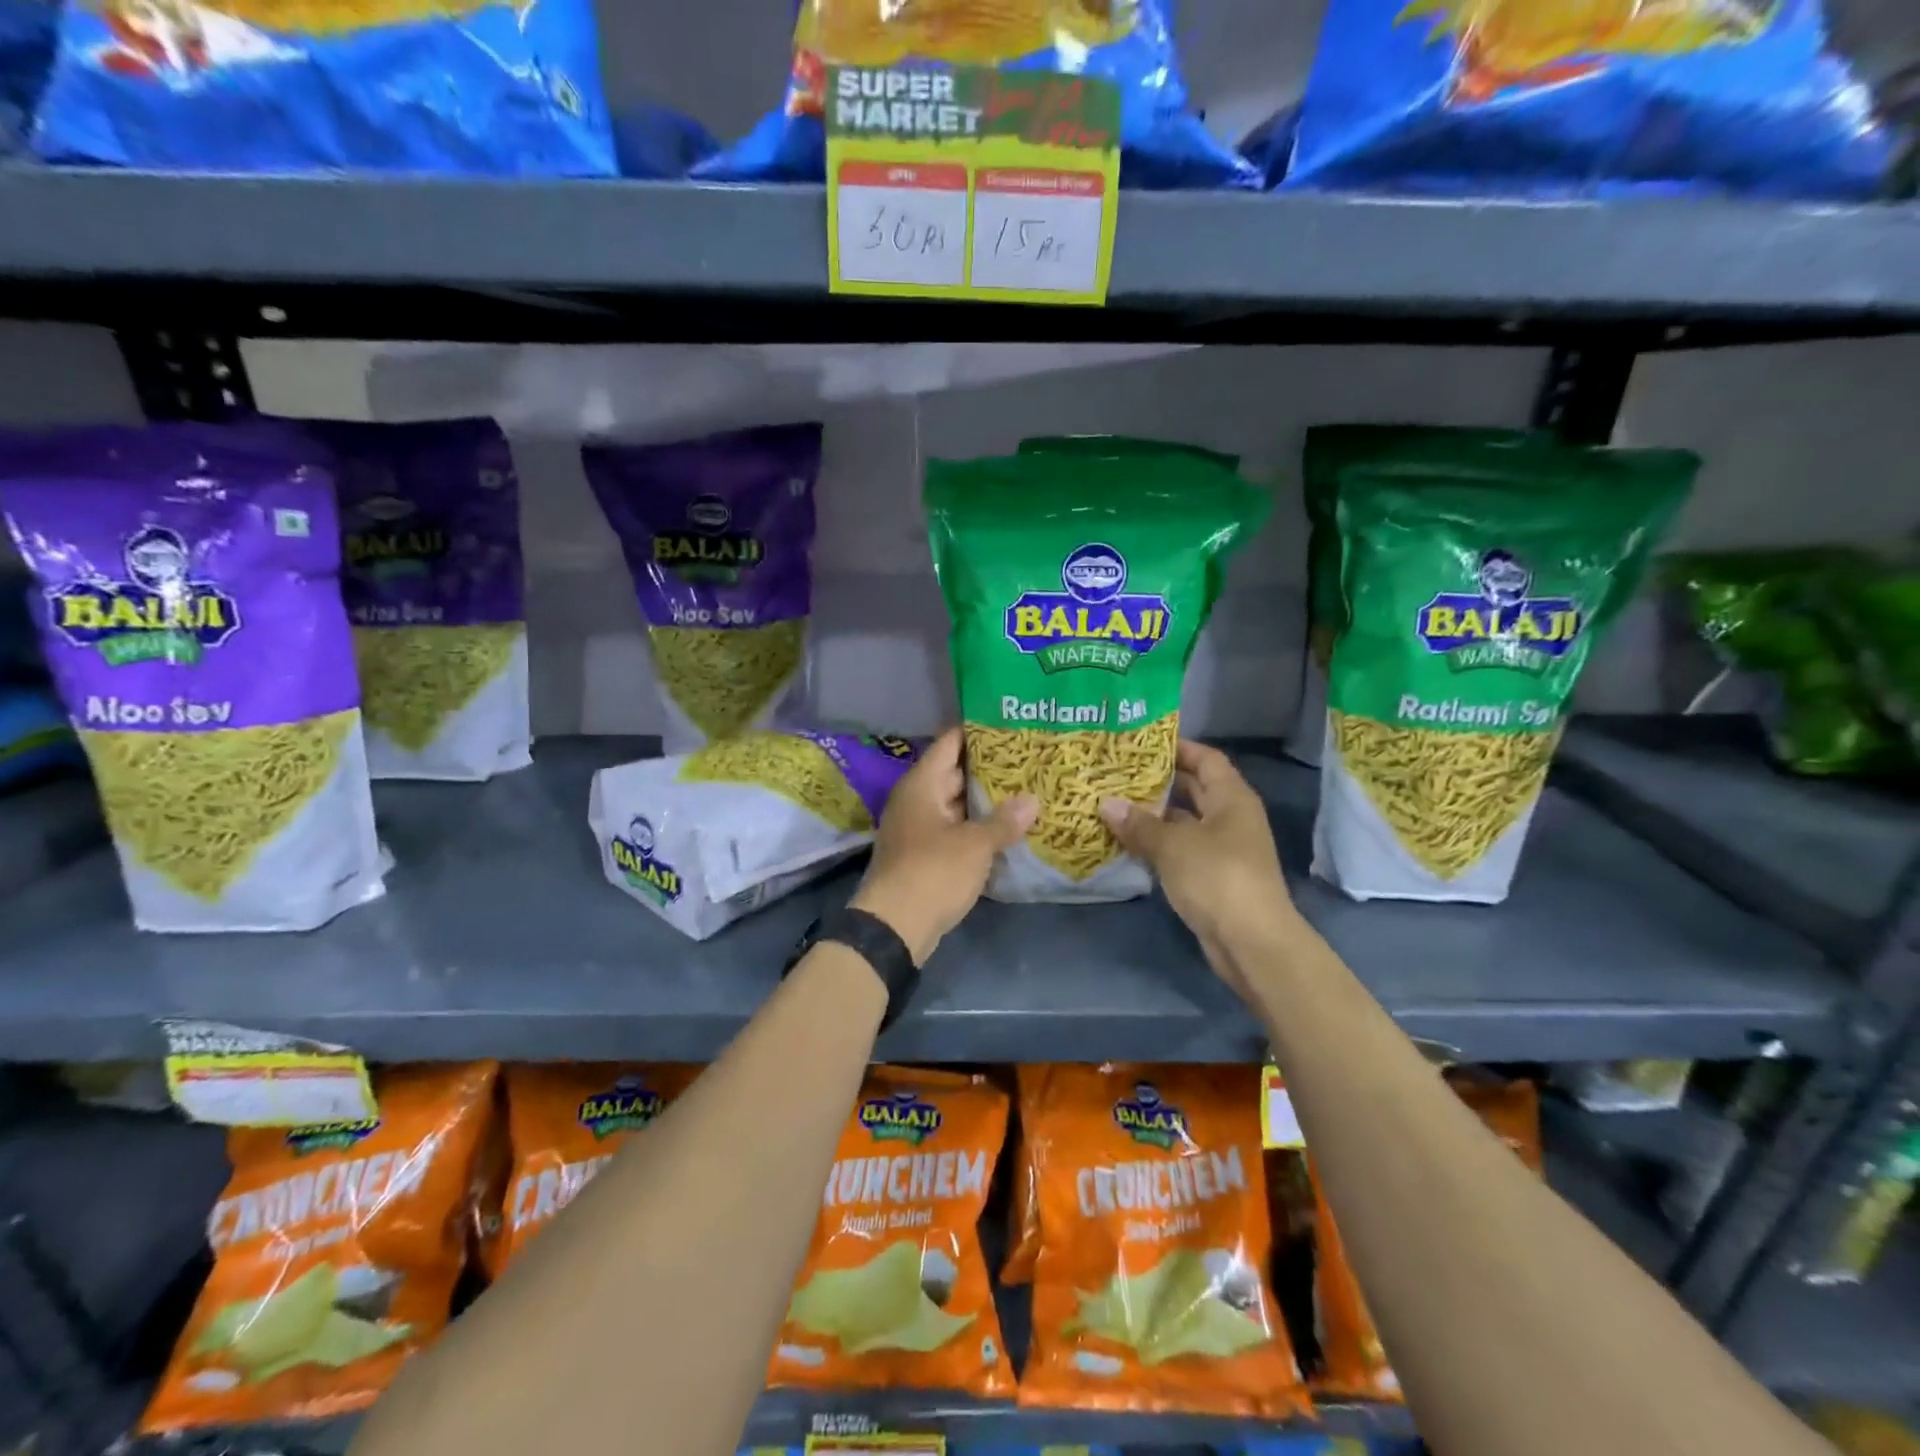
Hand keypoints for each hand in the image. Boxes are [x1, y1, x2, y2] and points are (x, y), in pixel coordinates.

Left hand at [851, 727, 1036, 963]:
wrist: (894, 926)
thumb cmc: (933, 872)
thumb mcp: (975, 845)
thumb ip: (1004, 821)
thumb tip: (1032, 800)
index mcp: (921, 785)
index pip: (950, 744)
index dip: (977, 732)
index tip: (1008, 725)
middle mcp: (916, 800)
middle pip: (954, 773)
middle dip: (989, 769)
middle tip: (1028, 760)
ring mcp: (918, 828)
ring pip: (956, 805)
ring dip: (984, 802)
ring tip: (1025, 791)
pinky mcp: (923, 855)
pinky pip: (953, 830)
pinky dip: (976, 828)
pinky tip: (1006, 829)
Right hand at [1098, 740, 1293, 953]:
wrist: (1251, 942)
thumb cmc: (1217, 877)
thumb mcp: (1173, 845)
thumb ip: (1139, 824)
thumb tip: (1106, 804)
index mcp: (1231, 798)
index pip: (1206, 759)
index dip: (1178, 747)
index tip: (1141, 743)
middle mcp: (1230, 818)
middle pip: (1194, 789)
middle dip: (1159, 781)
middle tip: (1118, 772)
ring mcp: (1222, 849)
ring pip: (1183, 822)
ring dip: (1153, 815)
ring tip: (1113, 803)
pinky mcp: (1211, 877)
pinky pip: (1180, 850)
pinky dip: (1156, 844)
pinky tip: (1126, 841)